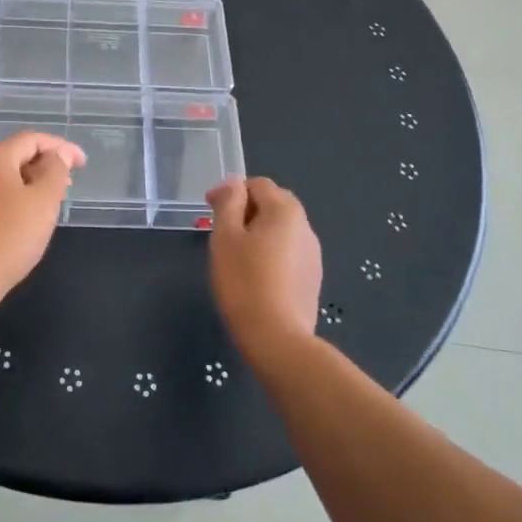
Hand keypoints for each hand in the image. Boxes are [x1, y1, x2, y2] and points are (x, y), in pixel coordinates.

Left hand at [0, 132, 85, 306]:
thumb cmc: (6, 240)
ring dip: (18, 185)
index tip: (82, 164)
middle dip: (39, 167)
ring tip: (38, 207)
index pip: (32, 140)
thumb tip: (55, 156)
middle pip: (10, 156)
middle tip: (63, 187)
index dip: (61, 148)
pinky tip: (8, 224)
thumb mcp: (43, 204)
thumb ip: (54, 171)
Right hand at [206, 177, 322, 363]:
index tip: (208, 210)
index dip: (231, 192)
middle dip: (246, 210)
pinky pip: (288, 252)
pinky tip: (255, 275)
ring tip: (235, 255)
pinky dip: (270, 253)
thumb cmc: (244, 282)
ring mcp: (313, 254)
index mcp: (285, 210)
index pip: (257, 184)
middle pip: (273, 204)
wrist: (277, 338)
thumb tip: (234, 183)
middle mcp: (305, 226)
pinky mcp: (312, 278)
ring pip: (281, 230)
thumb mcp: (225, 237)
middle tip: (221, 232)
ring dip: (258, 232)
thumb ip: (229, 203)